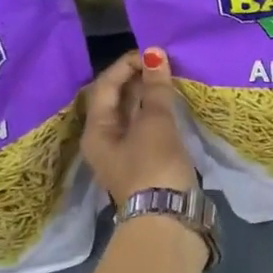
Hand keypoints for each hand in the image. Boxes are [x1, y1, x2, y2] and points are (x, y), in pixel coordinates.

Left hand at [82, 48, 200, 204]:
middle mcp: (106, 141)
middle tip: (165, 63)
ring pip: (135, 115)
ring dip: (151, 95)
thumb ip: (156, 88)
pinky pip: (149, 129)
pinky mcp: (147, 163)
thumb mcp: (155, 123)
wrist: (168, 220)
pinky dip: (160, 113)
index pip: (106, 86)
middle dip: (139, 78)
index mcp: (97, 130)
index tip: (154, 53)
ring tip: (172, 78)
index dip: (127, 64)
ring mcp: (127, 154)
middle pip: (118, 100)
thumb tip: (155, 54)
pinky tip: (176, 105)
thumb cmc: (154, 166)